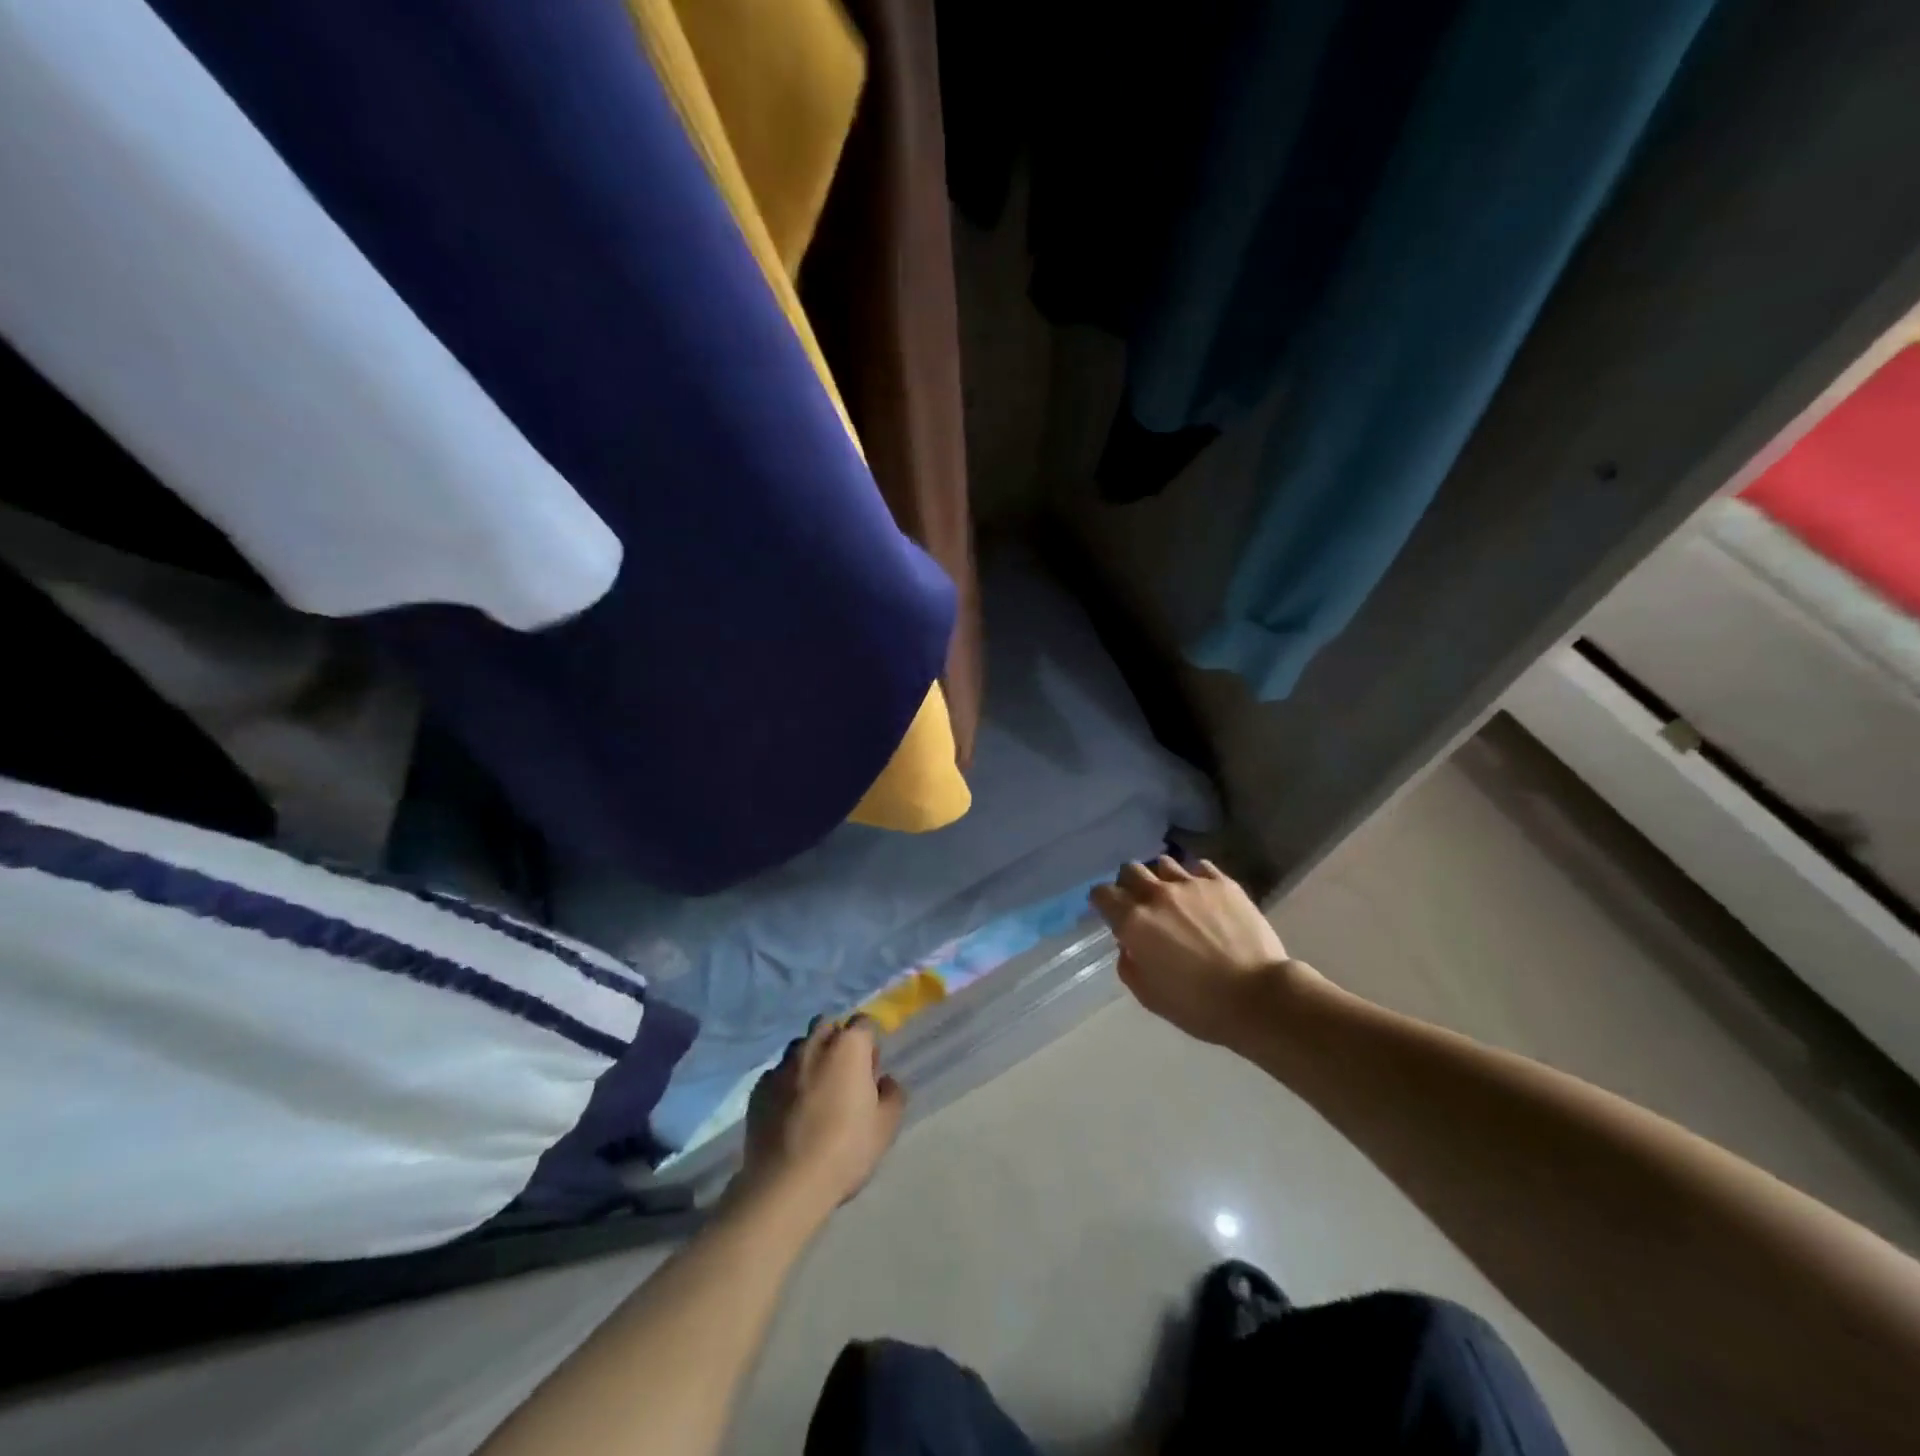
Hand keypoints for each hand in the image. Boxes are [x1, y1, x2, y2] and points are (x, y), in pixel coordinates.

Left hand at [741, 1015, 904, 1216]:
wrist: (786, 1185)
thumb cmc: (845, 1150)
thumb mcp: (886, 1126)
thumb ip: (892, 1094)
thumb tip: (883, 1081)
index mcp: (849, 1046)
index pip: (864, 1023)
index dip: (869, 1044)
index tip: (870, 1070)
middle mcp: (814, 1045)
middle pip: (827, 1026)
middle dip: (836, 1042)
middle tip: (843, 1076)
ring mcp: (782, 1065)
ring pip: (800, 1048)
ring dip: (810, 1060)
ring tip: (814, 1093)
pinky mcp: (759, 1089)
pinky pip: (778, 1075)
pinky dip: (786, 1084)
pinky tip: (790, 1113)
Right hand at [1090, 856, 1321, 1050]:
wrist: (1258, 997)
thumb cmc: (1199, 1006)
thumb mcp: (1149, 996)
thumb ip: (1129, 965)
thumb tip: (1128, 945)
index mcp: (1134, 922)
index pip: (1102, 894)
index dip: (1102, 902)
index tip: (1109, 913)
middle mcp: (1158, 895)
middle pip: (1131, 870)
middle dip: (1129, 884)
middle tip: (1140, 903)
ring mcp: (1191, 884)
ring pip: (1163, 863)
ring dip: (1161, 878)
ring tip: (1173, 896)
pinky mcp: (1223, 883)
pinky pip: (1199, 867)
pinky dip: (1194, 878)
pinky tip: (1202, 895)